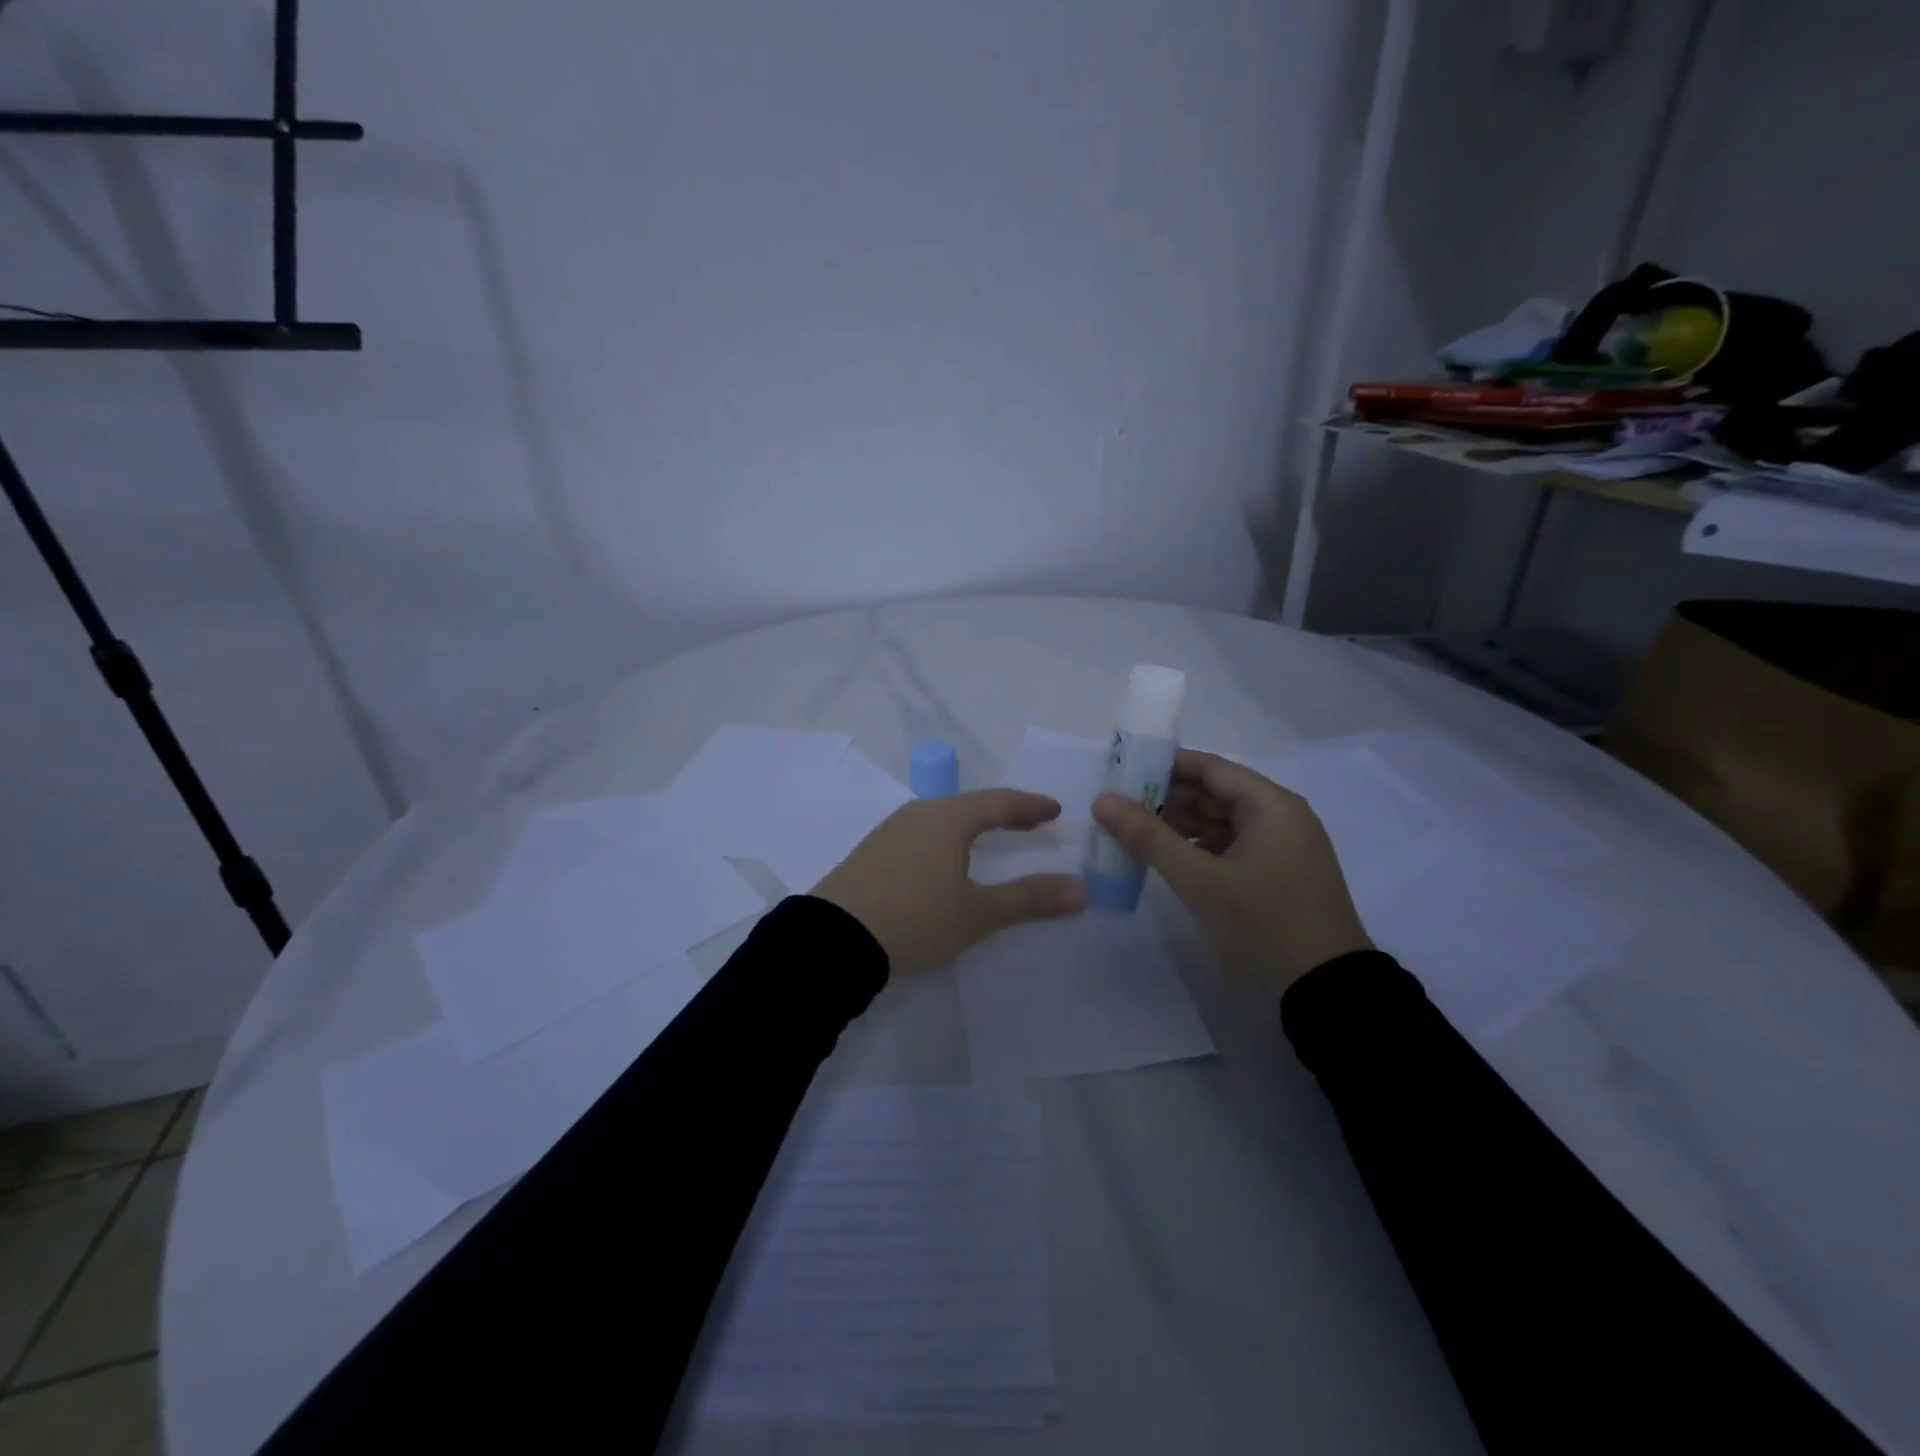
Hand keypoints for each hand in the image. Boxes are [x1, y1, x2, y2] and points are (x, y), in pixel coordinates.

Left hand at [813, 789, 1088, 974]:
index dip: (1030, 806)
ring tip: (988, 840)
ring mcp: (889, 831)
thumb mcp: (977, 914)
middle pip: (969, 806)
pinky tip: (941, 861)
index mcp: (948, 819)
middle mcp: (919, 814)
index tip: (1054, 810)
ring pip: (941, 819)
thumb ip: (1029, 900)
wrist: (832, 939)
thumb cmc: (915, 919)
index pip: (999, 802)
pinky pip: (920, 835)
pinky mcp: (870, 853)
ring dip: (970, 827)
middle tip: (1028, 824)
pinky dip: (945, 841)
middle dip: (1002, 814)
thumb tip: (1082, 890)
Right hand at [1091, 750, 1370, 993]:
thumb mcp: (1199, 880)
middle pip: (1216, 792)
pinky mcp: (1281, 871)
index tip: (1123, 775)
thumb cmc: (1263, 921)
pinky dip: (1202, 847)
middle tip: (1122, 810)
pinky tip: (1171, 859)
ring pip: (1223, 820)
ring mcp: (1284, 844)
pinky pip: (1234, 844)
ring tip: (1138, 836)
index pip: (1209, 768)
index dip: (1164, 767)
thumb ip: (1148, 837)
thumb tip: (1102, 800)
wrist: (1327, 988)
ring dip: (1182, 825)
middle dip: (1169, 799)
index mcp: (1270, 804)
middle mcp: (1281, 814)